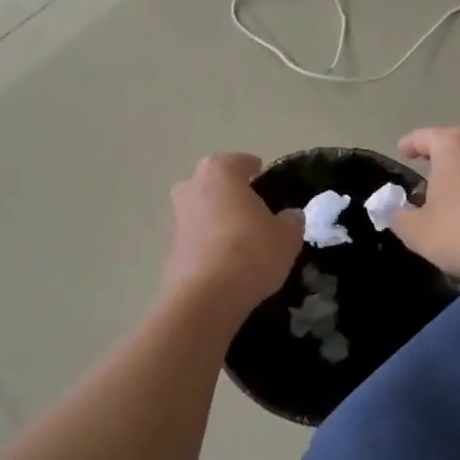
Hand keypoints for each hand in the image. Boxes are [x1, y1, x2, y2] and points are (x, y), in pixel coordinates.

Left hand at [163, 153, 303, 313]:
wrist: (206, 297)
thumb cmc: (252, 251)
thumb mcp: (287, 236)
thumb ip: (291, 220)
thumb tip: (289, 216)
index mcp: (220, 172)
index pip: (240, 162)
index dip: (255, 170)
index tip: (264, 178)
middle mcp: (191, 187)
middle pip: (215, 184)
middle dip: (231, 194)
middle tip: (253, 210)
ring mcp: (176, 218)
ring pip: (202, 211)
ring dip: (217, 219)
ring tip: (240, 239)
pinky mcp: (168, 249)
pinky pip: (195, 238)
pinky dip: (208, 244)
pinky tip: (225, 262)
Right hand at [392, 128, 459, 290]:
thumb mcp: (417, 231)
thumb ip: (398, 216)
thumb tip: (393, 209)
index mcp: (453, 145)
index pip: (423, 137)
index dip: (409, 145)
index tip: (402, 152)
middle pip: (453, 146)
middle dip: (438, 160)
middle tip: (423, 178)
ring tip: (449, 199)